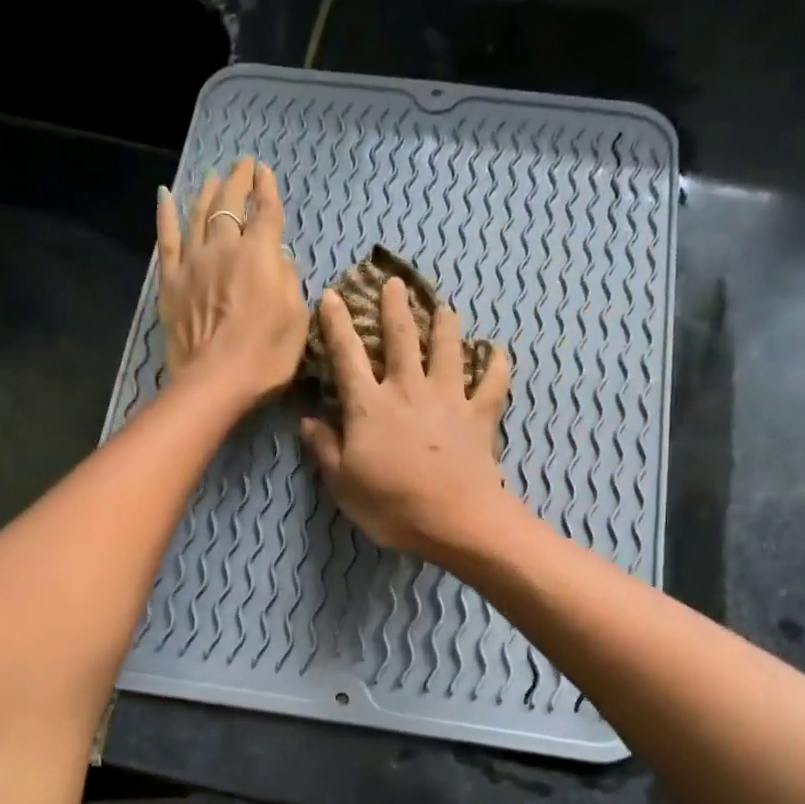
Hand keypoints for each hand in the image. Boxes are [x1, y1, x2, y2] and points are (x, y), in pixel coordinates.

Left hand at [156, 157, 306, 407]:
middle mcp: (224, 247)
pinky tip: (165, 196)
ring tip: (213, 178)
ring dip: (207, 191)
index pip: (265, 212)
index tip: (264, 172)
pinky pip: (167, 239)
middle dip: (238, 181)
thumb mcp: (296, 319)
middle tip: (242, 166)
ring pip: (198, 214)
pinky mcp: (170, 281)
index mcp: (259, 255)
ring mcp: (193, 262)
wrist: (214, 382)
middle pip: (229, 204)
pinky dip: (166, 215)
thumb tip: (278, 257)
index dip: (266, 189)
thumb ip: (288, 280)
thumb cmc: (265, 357)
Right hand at [299, 277, 513, 558]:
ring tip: (444, 307)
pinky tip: (498, 351)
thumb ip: (324, 449)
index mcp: (369, 406)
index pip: (346, 356)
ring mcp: (448, 400)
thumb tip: (306, 421)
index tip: (331, 295)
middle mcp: (408, 390)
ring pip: (447, 350)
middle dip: (394, 308)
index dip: (336, 324)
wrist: (456, 520)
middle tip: (394, 283)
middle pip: (401, 339)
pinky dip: (496, 365)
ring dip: (445, 325)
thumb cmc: (392, 506)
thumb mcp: (343, 484)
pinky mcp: (479, 416)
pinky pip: (492, 383)